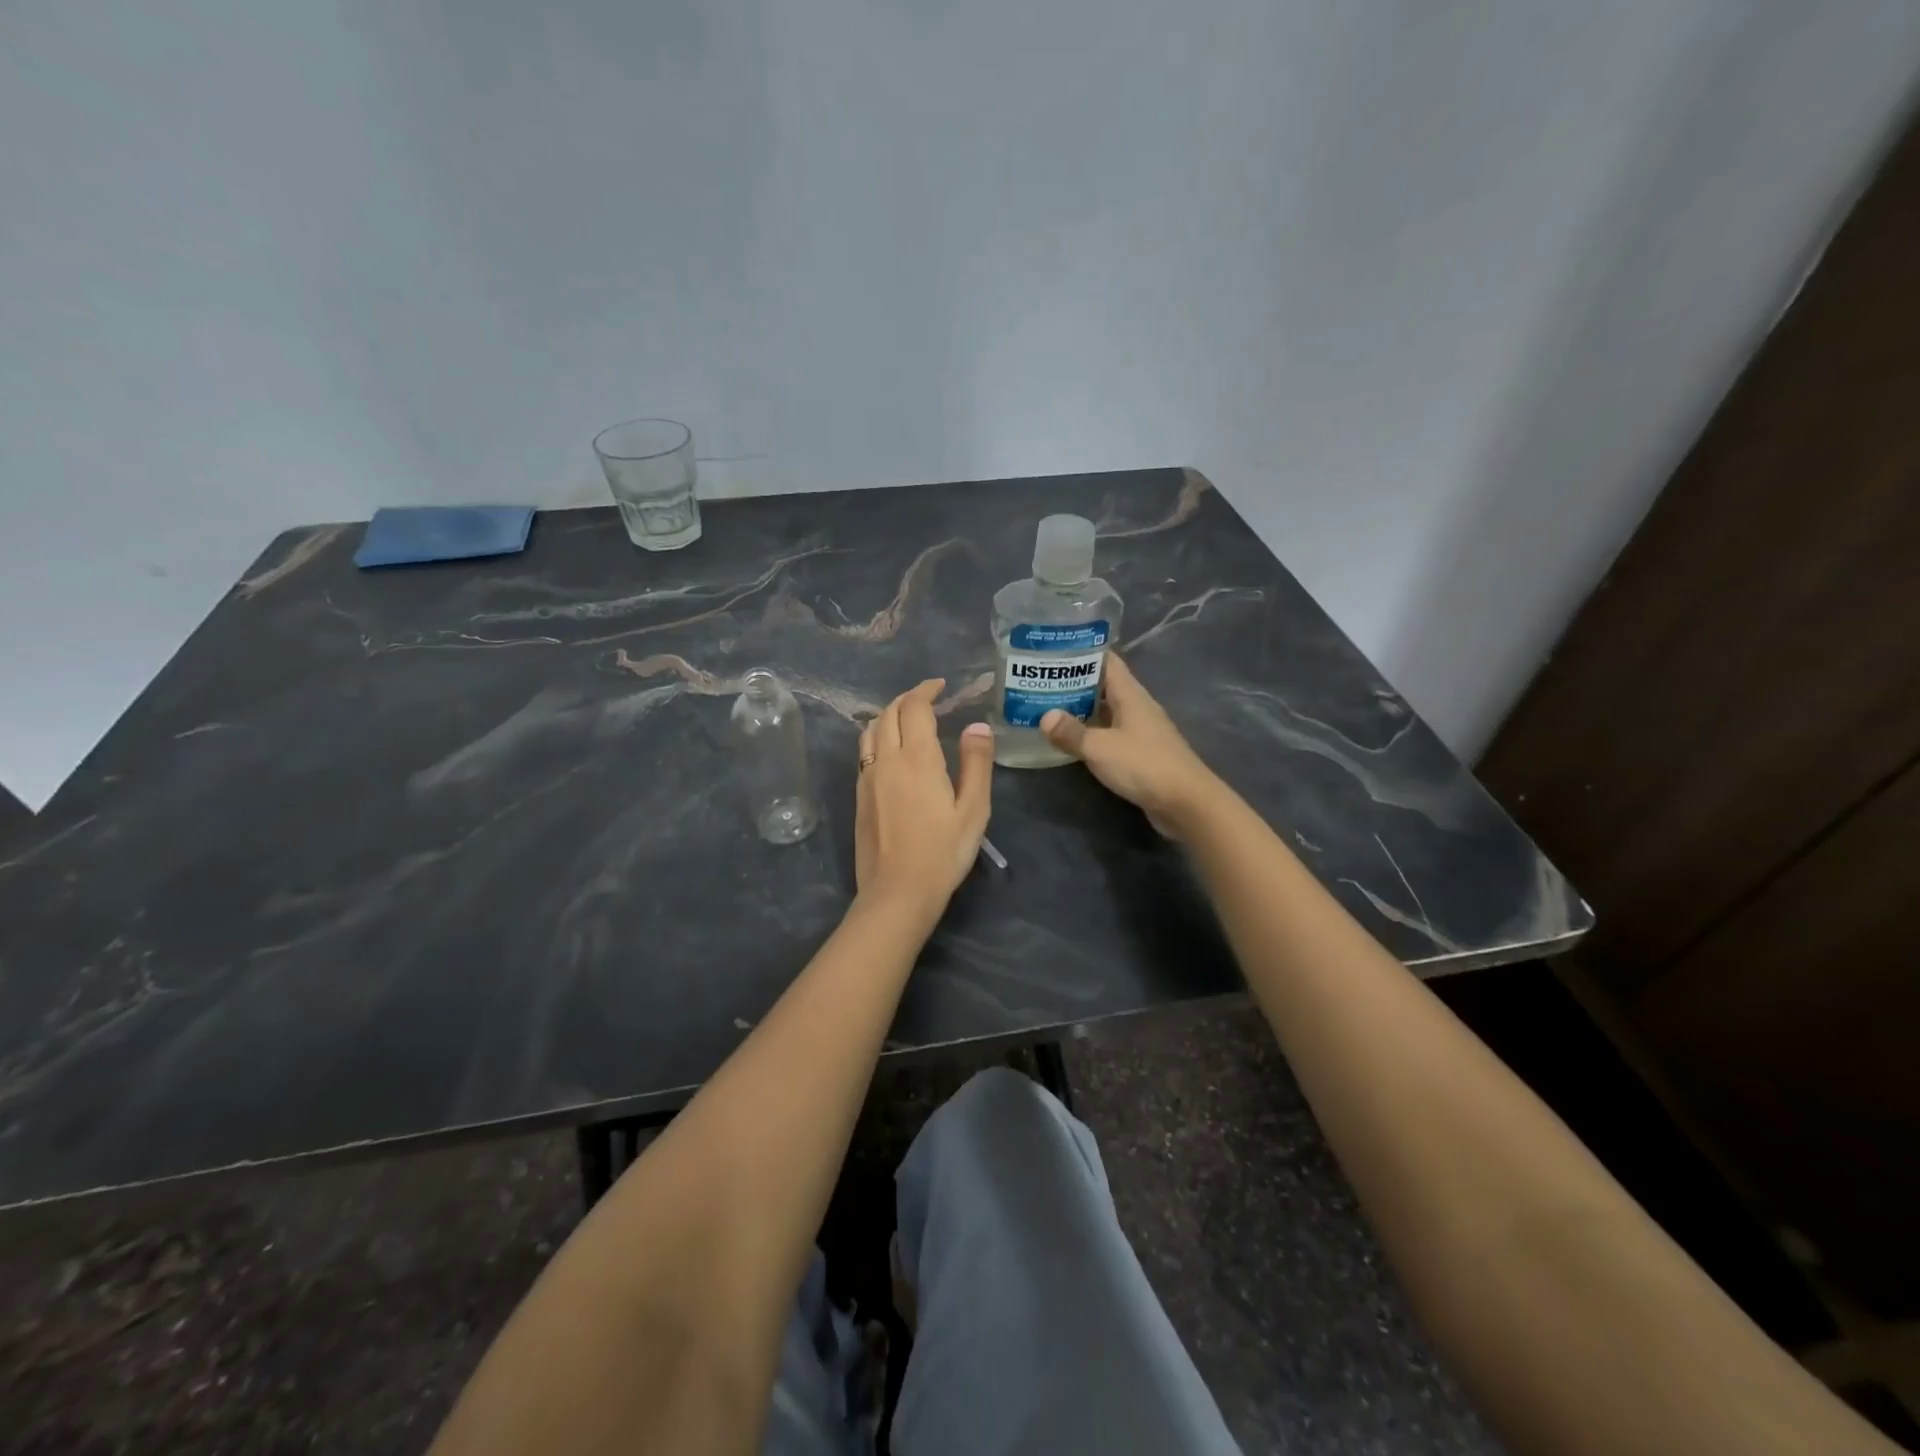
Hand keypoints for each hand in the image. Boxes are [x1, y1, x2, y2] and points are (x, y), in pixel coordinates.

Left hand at [855, 679, 993, 913]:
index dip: (927, 690)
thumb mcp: (973, 810)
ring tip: (908, 719)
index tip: (941, 685)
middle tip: (929, 698)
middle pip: (888, 713)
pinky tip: (891, 750)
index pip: (915, 708)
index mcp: (916, 758)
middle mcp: (886, 760)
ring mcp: (867, 778)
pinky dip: (878, 736)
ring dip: (889, 714)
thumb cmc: (943, 852)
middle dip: (908, 698)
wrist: (897, 892)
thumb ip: (976, 764)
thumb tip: (976, 726)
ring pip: (871, 730)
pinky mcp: (859, 795)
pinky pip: (864, 751)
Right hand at [1040, 653, 1222, 838]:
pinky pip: (1111, 734)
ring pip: (1106, 711)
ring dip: (1081, 709)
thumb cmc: (1144, 765)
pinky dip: (1091, 733)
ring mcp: (1140, 730)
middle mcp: (1137, 707)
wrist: (1186, 802)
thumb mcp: (1100, 748)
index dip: (1082, 653)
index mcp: (1131, 694)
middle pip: (1104, 686)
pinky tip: (1072, 740)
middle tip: (1041, 681)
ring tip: (1048, 707)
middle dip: (1074, 682)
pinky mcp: (1140, 753)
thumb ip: (1071, 732)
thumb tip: (1045, 717)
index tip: (1053, 651)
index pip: (1106, 661)